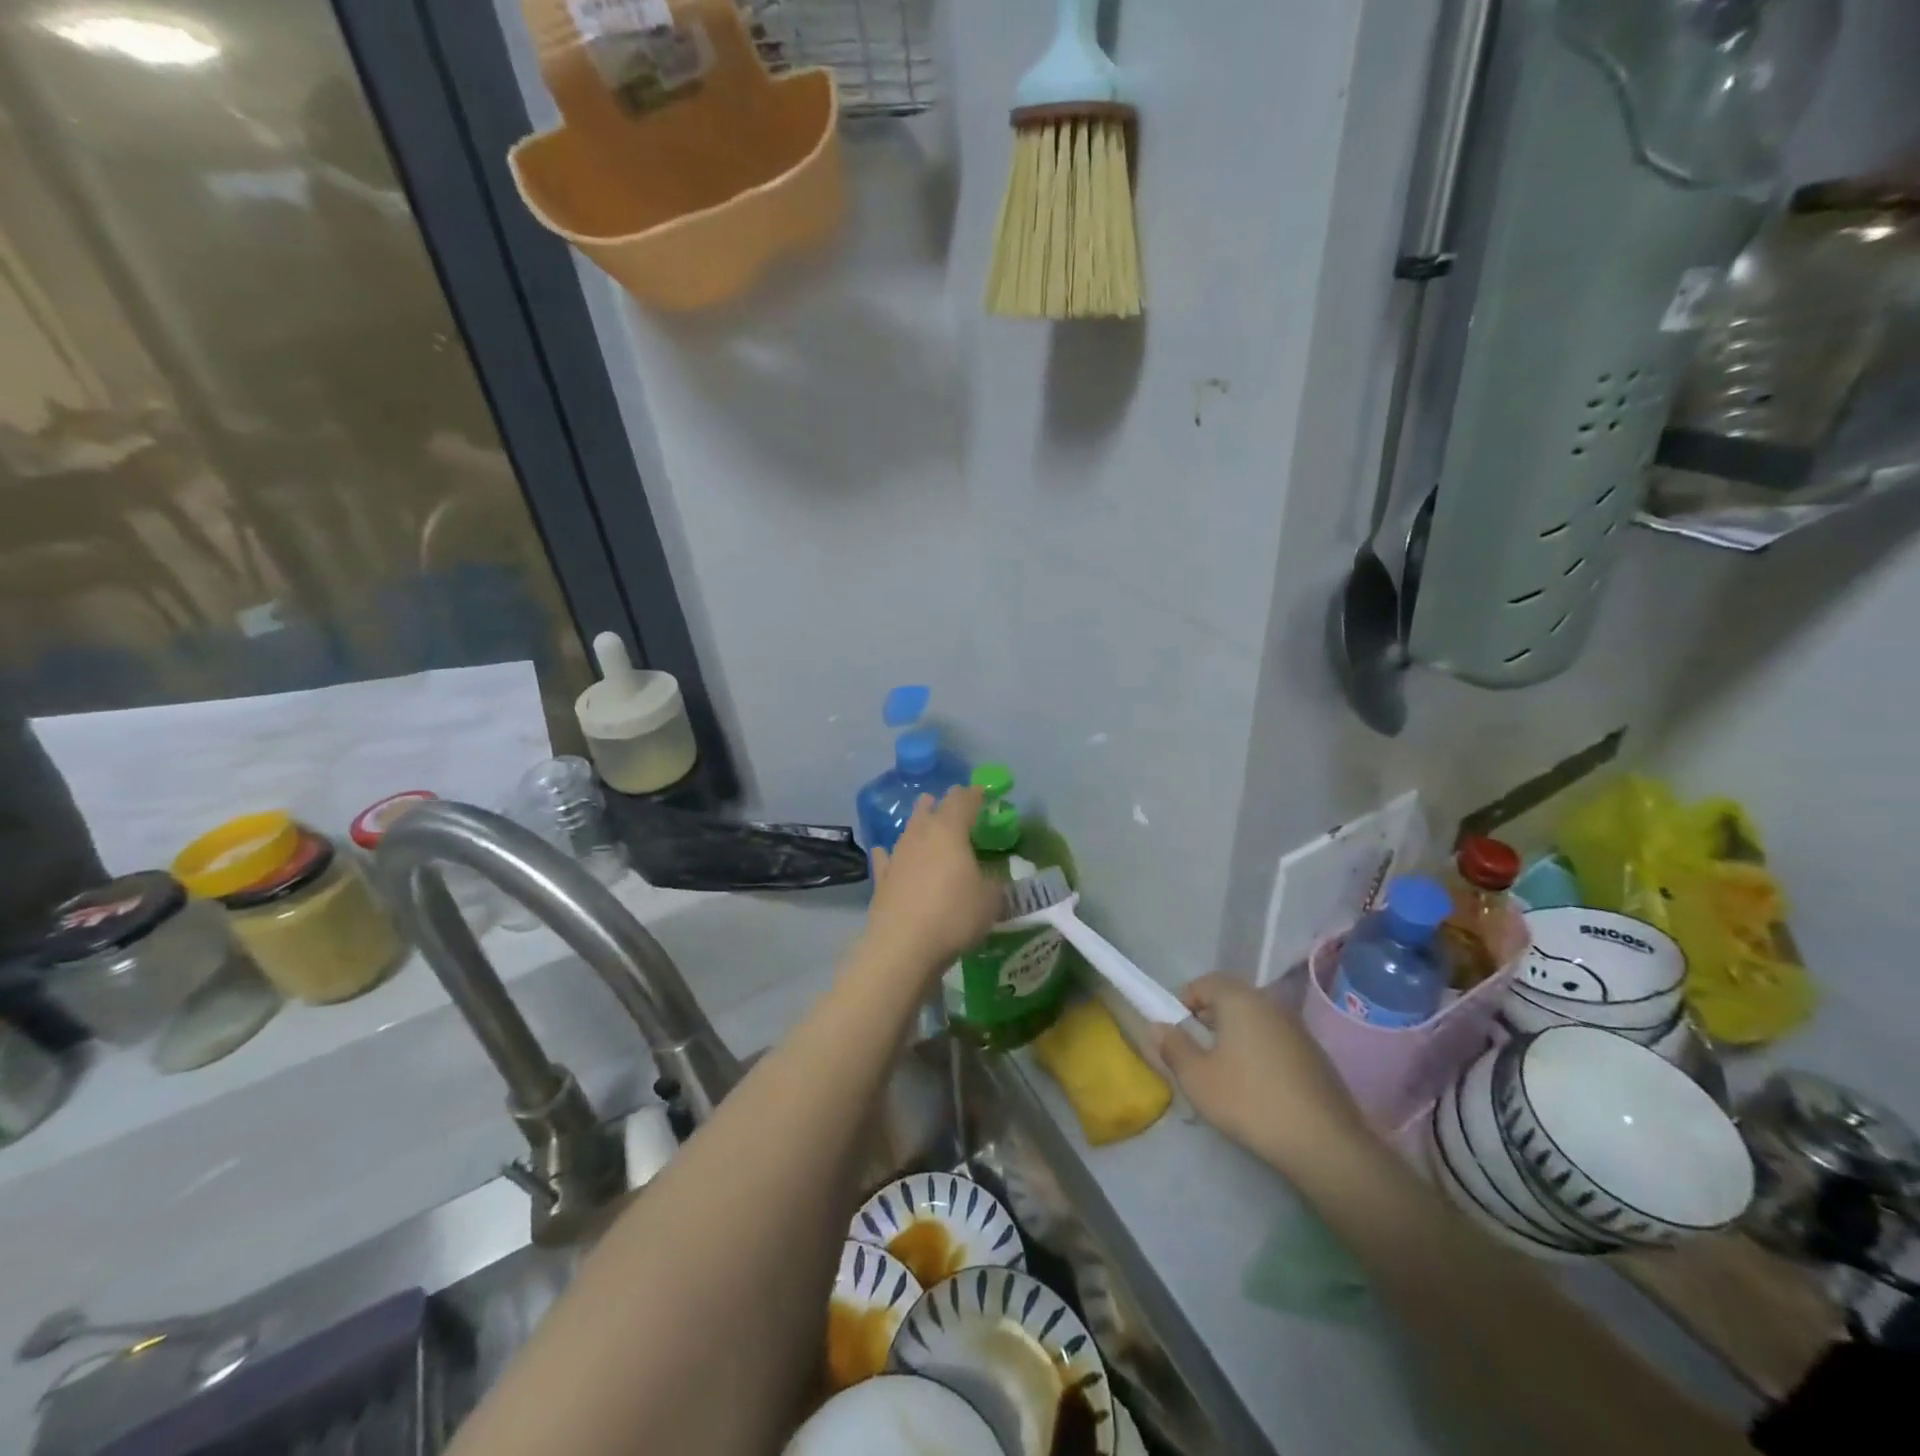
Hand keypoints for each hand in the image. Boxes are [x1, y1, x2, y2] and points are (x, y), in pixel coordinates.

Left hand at [863, 787, 1001, 974]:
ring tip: (923, 818)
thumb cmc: (954, 915)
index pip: (962, 802)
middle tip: (949, 801)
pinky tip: (884, 852)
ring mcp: (897, 856)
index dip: (973, 795)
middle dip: (941, 803)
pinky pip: (886, 858)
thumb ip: (993, 883)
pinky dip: (889, 853)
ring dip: (918, 822)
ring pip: (908, 830)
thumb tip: (991, 878)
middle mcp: (920, 835)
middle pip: (930, 809)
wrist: (904, 945)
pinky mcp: (882, 879)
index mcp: (950, 831)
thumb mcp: (990, 900)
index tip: (980, 791)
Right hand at [1156, 974, 1370, 1175]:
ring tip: (1224, 1070)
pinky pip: (1276, 1040)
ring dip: (1235, 1035)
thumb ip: (1173, 1047)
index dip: (1184, 1000)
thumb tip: (1158, 1027)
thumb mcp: (1197, 1078)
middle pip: (1231, 998)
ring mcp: (1297, 1029)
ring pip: (1255, 1019)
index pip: (1205, 982)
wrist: (1324, 1143)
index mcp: (1240, 1000)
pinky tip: (1258, 1086)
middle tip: (1196, 1049)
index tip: (1175, 1030)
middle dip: (1209, 1017)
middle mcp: (1270, 1004)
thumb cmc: (1249, 1101)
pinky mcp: (1315, 1055)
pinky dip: (1260, 1051)